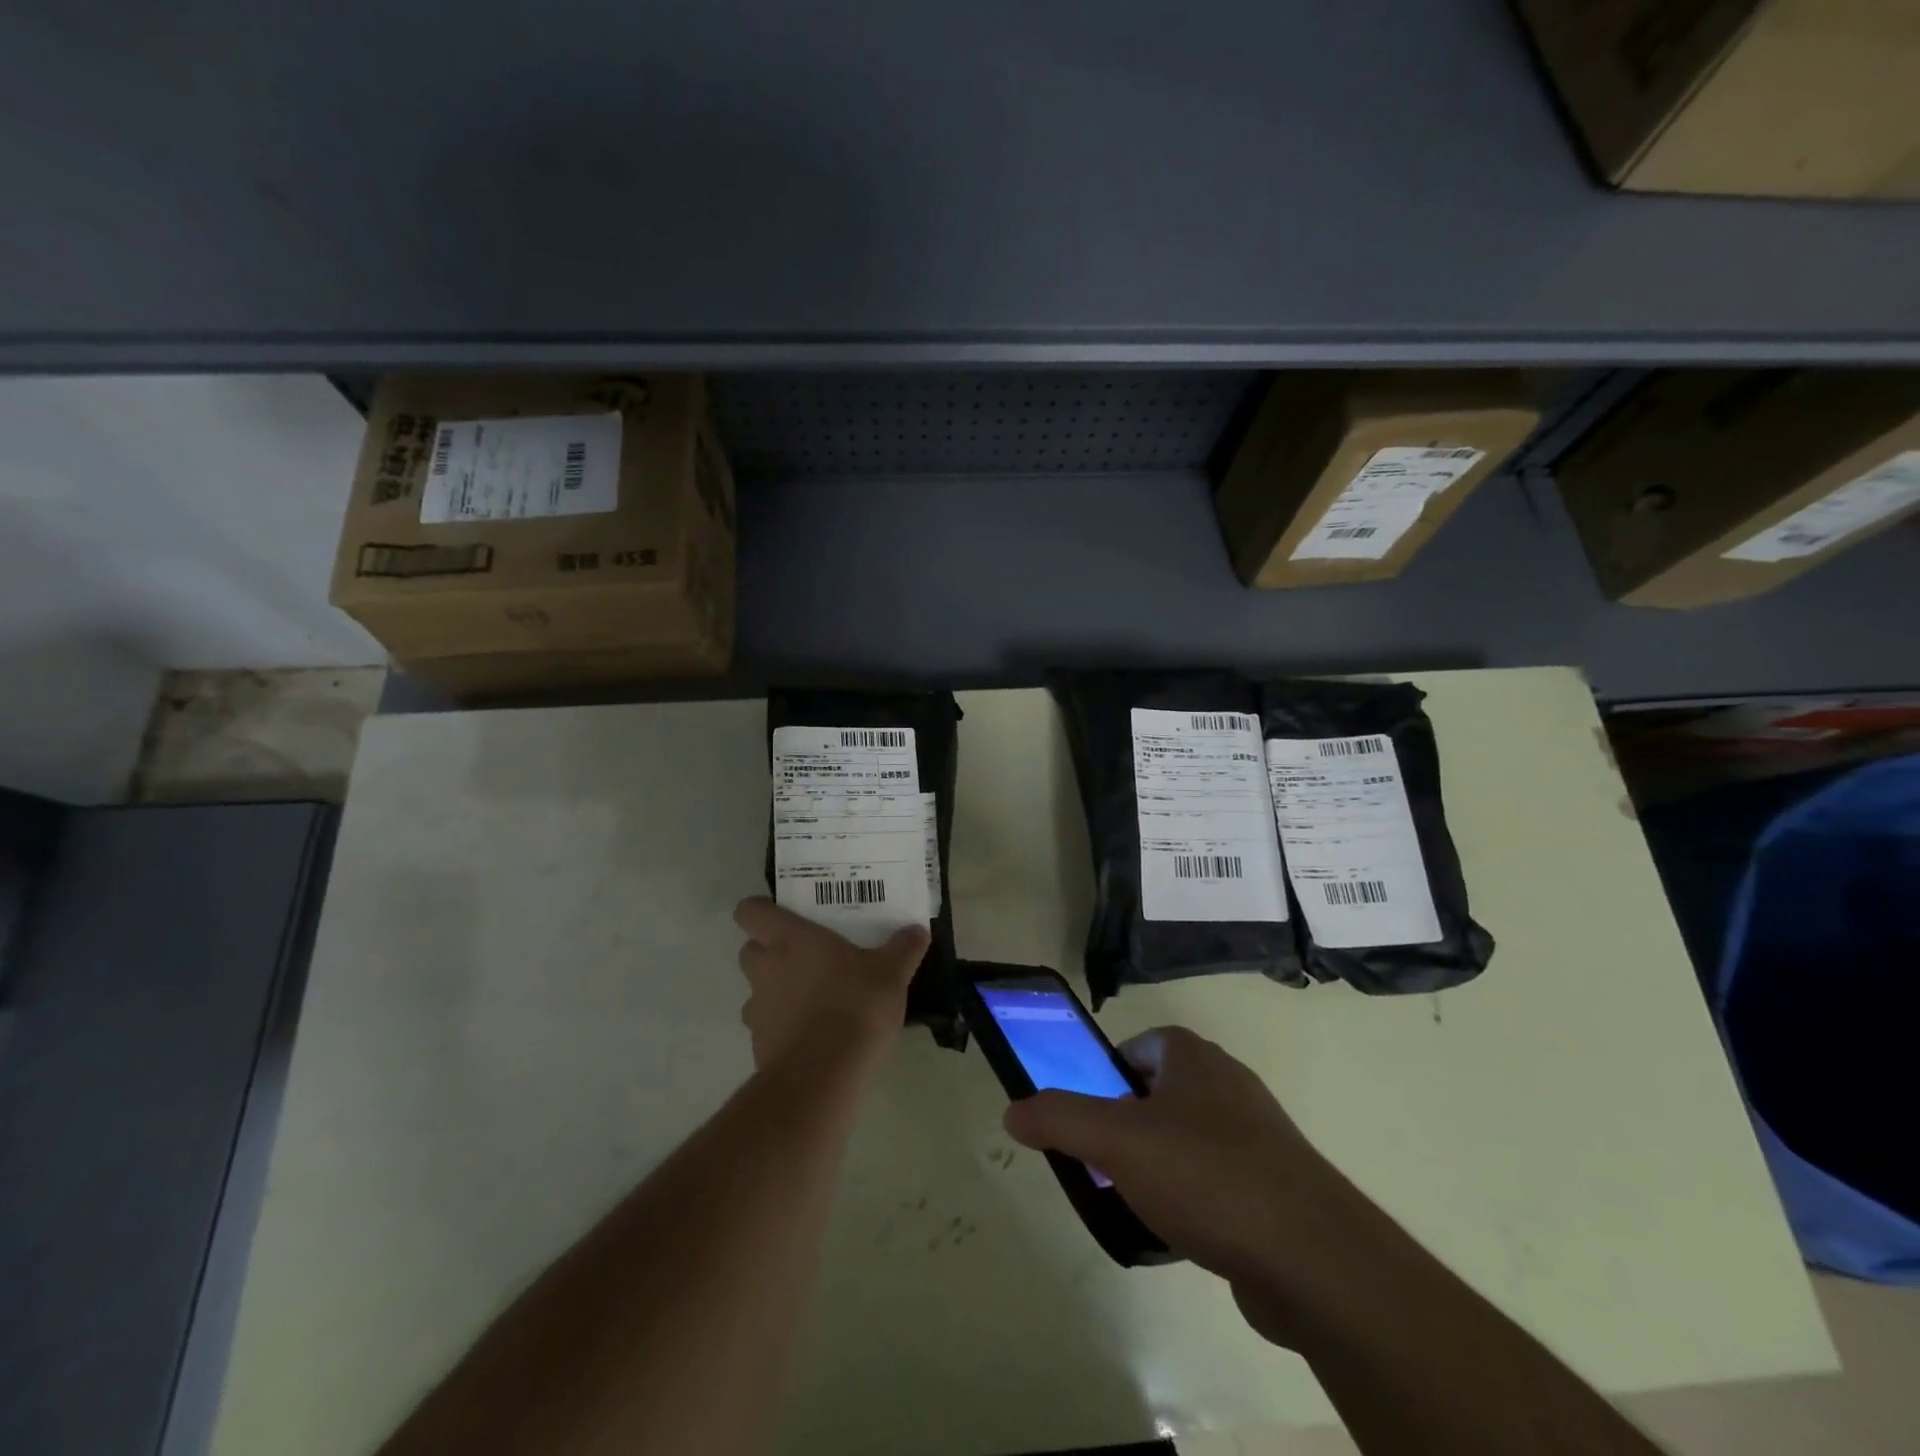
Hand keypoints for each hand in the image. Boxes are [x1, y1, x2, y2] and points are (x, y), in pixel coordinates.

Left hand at [733, 898, 928, 1069]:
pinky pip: (767, 1027)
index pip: (749, 911)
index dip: (761, 910)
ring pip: (756, 991)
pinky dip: (783, 1027)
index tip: (784, 915)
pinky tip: (813, 1035)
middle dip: (769, 951)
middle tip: (805, 955)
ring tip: (811, 998)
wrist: (825, 1073)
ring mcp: (758, 1009)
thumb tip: (917, 930)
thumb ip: (904, 948)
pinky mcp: (760, 1045)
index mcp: (789, 939)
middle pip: (749, 950)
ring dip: (775, 991)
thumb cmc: (855, 1004)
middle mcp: (766, 969)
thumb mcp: (892, 972)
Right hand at [1003, 1026, 1357, 1342]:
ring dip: (1157, 1167)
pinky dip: (1193, 1201)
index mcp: (1192, 1057)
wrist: (1313, 1258)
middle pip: (1157, 1094)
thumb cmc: (1206, 1175)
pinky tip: (1180, 1236)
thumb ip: (1059, 1118)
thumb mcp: (1115, 1141)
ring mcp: (1256, 1135)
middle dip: (1127, 1128)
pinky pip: (1216, 1181)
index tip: (1090, 1122)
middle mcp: (1227, 1083)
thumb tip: (1013, 1110)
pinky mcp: (1275, 1185)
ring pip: (1185, 1140)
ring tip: (1137, 1204)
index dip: (1105, 1078)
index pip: (1136, 1048)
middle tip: (1104, 1166)